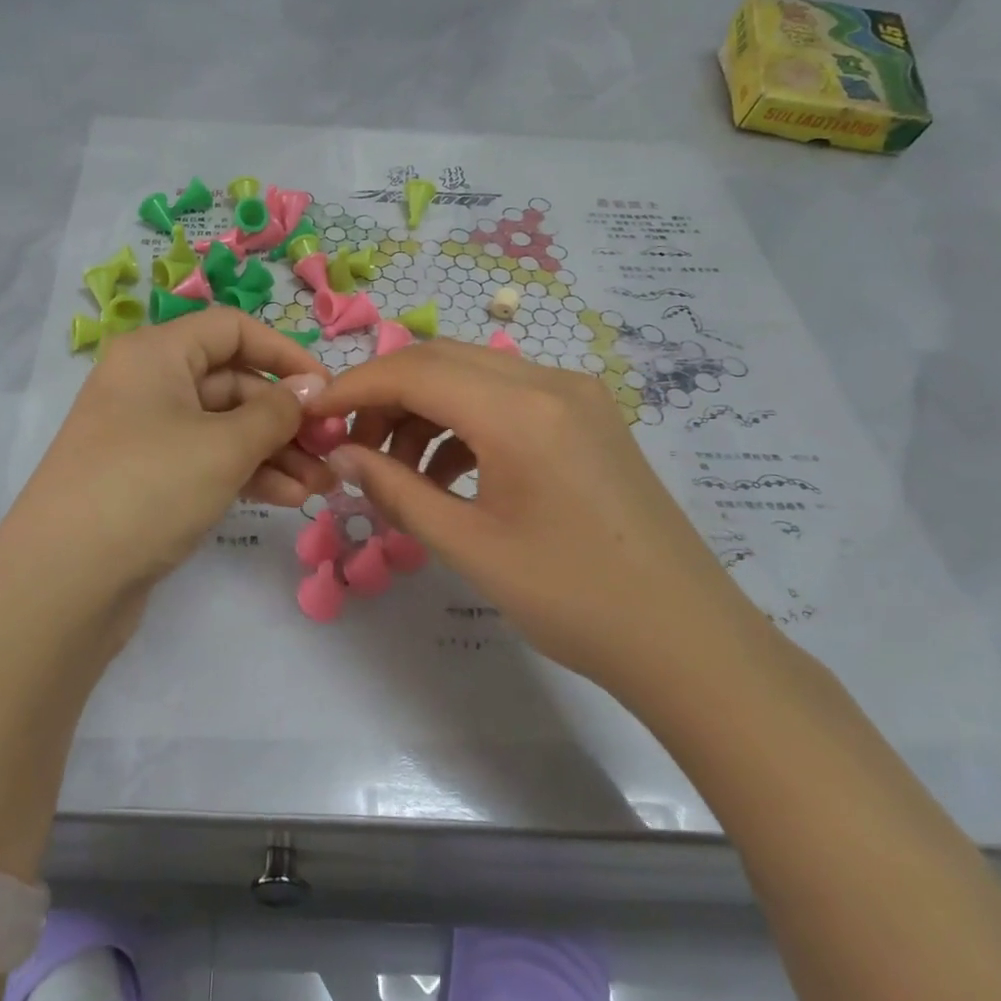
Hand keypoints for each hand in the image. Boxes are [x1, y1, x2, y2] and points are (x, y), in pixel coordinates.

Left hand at [0, 310, 333, 611]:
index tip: (327, 391)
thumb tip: (311, 387)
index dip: (285, 355)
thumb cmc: (148, 488)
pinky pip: (207, 461)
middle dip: (286, 418)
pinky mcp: (148, 478)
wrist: (61, 583)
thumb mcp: (223, 446)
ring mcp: (146, 434)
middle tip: (332, 451)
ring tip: (322, 486)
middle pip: (233, 383)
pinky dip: (247, 474)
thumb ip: (276, 411)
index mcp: (156, 354)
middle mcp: (148, 384)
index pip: (233, 330)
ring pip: (224, 428)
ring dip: (275, 452)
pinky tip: (288, 498)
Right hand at [305, 341, 759, 703]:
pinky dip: (463, 423)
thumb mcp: (468, 546)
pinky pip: (506, 398)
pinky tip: (448, 474)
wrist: (688, 639)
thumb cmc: (573, 599)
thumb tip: (340, 455)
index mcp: (519, 410)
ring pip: (472, 375)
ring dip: (423, 410)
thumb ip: (394, 490)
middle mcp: (548, 382)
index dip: (353, 387)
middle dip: (384, 396)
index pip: (412, 370)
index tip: (312, 416)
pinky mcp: (587, 416)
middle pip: (440, 361)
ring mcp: (575, 395)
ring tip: (396, 470)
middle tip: (351, 447)